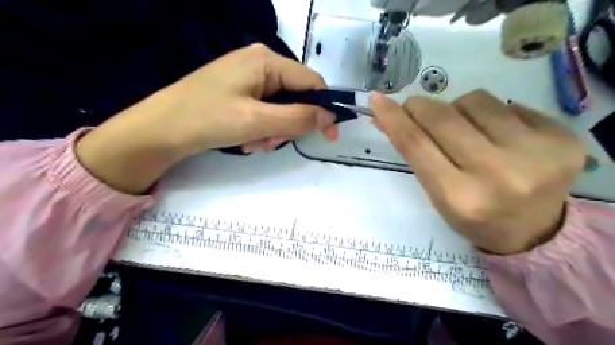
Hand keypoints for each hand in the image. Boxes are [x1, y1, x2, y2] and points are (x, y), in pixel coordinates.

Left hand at [77, 43, 338, 193]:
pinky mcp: (240, 91)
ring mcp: (249, 78)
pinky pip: (265, 111)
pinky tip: (245, 140)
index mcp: (267, 60)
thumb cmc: (207, 119)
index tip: (330, 136)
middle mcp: (261, 63)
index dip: (324, 110)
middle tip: (269, 143)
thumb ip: (298, 118)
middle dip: (288, 126)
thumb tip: (330, 117)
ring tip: (252, 144)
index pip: (312, 83)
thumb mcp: (258, 121)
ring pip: (281, 108)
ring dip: (273, 131)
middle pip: (296, 97)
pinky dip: (261, 129)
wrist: (160, 130)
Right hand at [370, 90, 585, 253]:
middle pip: (443, 119)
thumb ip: (414, 153)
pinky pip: (509, 105)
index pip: (416, 144)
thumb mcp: (436, 193)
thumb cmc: (473, 215)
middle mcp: (498, 175)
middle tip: (414, 107)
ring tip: (464, 128)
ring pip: (475, 101)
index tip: (377, 99)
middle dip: (420, 106)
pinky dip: (491, 114)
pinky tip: (498, 135)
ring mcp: (537, 155)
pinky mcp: (563, 138)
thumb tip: (387, 118)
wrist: (533, 231)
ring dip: (458, 108)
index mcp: (459, 197)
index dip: (393, 118)